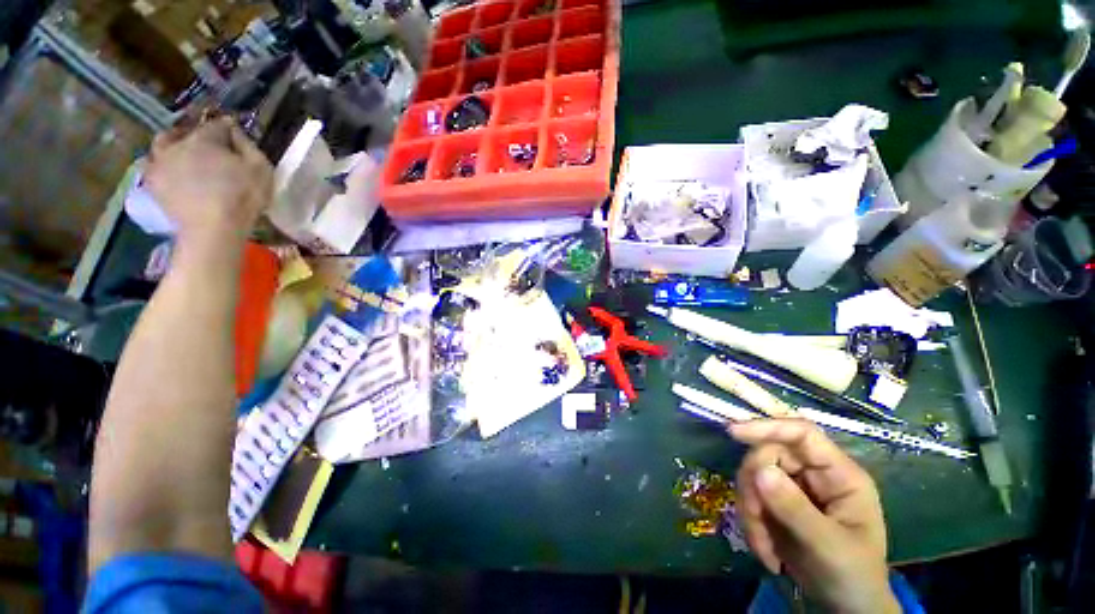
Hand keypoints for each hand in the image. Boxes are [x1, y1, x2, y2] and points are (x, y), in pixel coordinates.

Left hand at [144, 116, 272, 248]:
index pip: (216, 124)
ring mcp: (160, 164)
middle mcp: (176, 145)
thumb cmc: (243, 197)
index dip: (227, 127)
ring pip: (161, 148)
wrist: (213, 229)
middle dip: (191, 134)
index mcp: (204, 138)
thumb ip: (248, 145)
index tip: (235, 132)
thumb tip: (235, 131)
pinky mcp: (153, 185)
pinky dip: (165, 169)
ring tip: (185, 160)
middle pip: (180, 132)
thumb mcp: (261, 168)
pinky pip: (155, 169)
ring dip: (172, 150)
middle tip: (204, 145)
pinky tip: (176, 177)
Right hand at [729, 419, 899, 613]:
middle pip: (767, 455)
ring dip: (750, 511)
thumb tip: (759, 470)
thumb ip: (796, 509)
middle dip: (754, 488)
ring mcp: (793, 487)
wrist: (846, 608)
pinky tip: (765, 551)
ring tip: (764, 548)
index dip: (768, 427)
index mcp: (839, 474)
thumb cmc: (853, 576)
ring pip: (753, 477)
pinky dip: (750, 523)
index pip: (801, 434)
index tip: (733, 433)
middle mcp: (813, 473)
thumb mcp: (829, 547)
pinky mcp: (776, 502)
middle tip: (755, 520)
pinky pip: (750, 498)